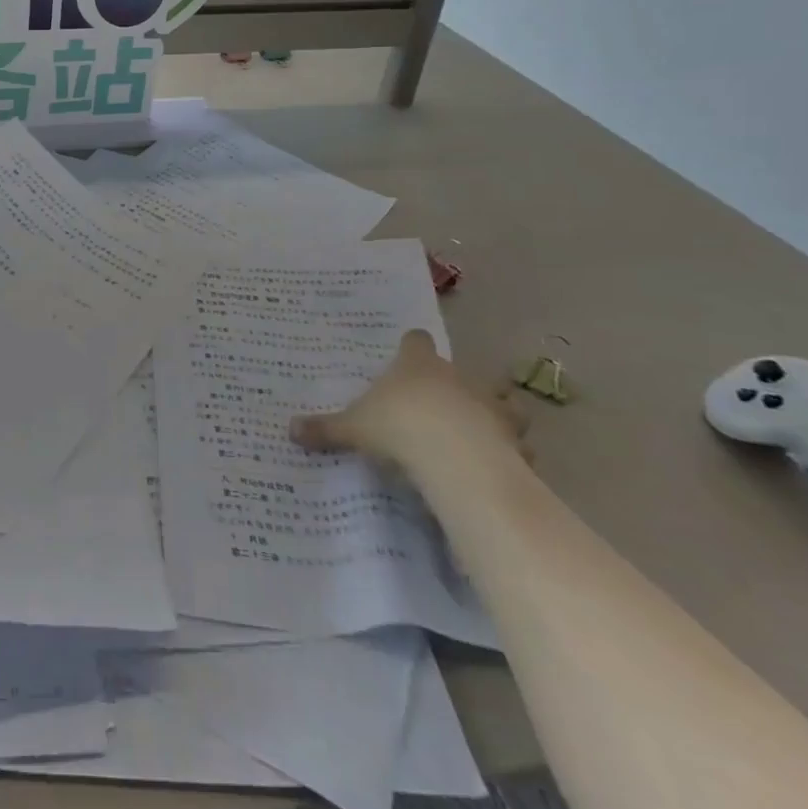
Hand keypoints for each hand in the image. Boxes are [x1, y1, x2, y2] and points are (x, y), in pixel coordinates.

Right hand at [289, 329, 527, 470]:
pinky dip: (512, 453)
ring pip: (503, 402)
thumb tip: (290, 429)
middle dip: (453, 386)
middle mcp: (456, 377)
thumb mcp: (353, 428)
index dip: (411, 347)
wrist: (456, 459)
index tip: (405, 355)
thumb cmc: (399, 427)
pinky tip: (498, 467)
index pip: (415, 341)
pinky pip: (518, 444)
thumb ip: (326, 429)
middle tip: (437, 406)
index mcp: (417, 365)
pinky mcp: (514, 440)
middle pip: (460, 370)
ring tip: (480, 434)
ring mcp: (491, 407)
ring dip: (496, 415)